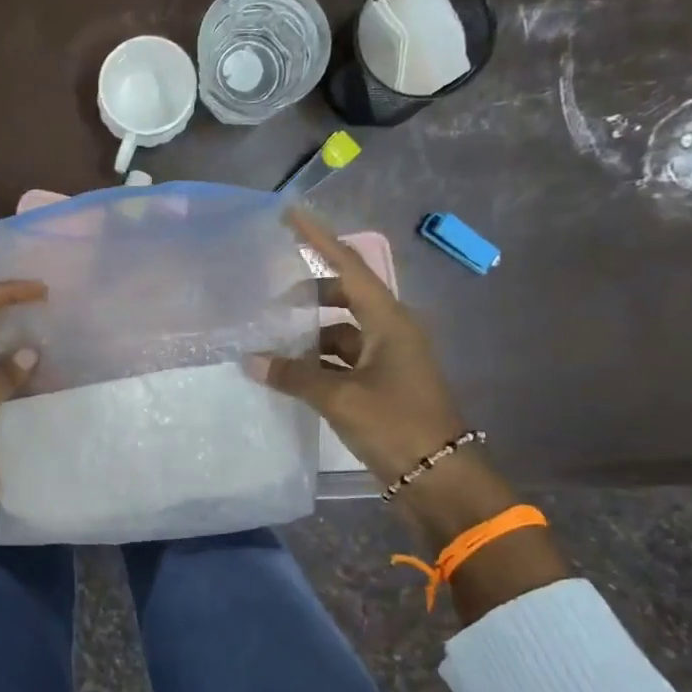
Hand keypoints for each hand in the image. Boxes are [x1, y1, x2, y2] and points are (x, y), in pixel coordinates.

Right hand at [250, 207, 469, 487]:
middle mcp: (391, 331)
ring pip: (341, 331)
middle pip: (345, 296)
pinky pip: (342, 360)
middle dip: (308, 295)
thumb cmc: (396, 425)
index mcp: (390, 321)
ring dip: (309, 335)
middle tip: (270, 301)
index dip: (320, 238)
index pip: (350, 265)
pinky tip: (289, 373)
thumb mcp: (340, 398)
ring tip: (270, 342)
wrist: (439, 477)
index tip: (291, 214)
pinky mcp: (381, 384)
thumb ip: (294, 375)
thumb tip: (252, 361)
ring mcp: (387, 359)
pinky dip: (317, 362)